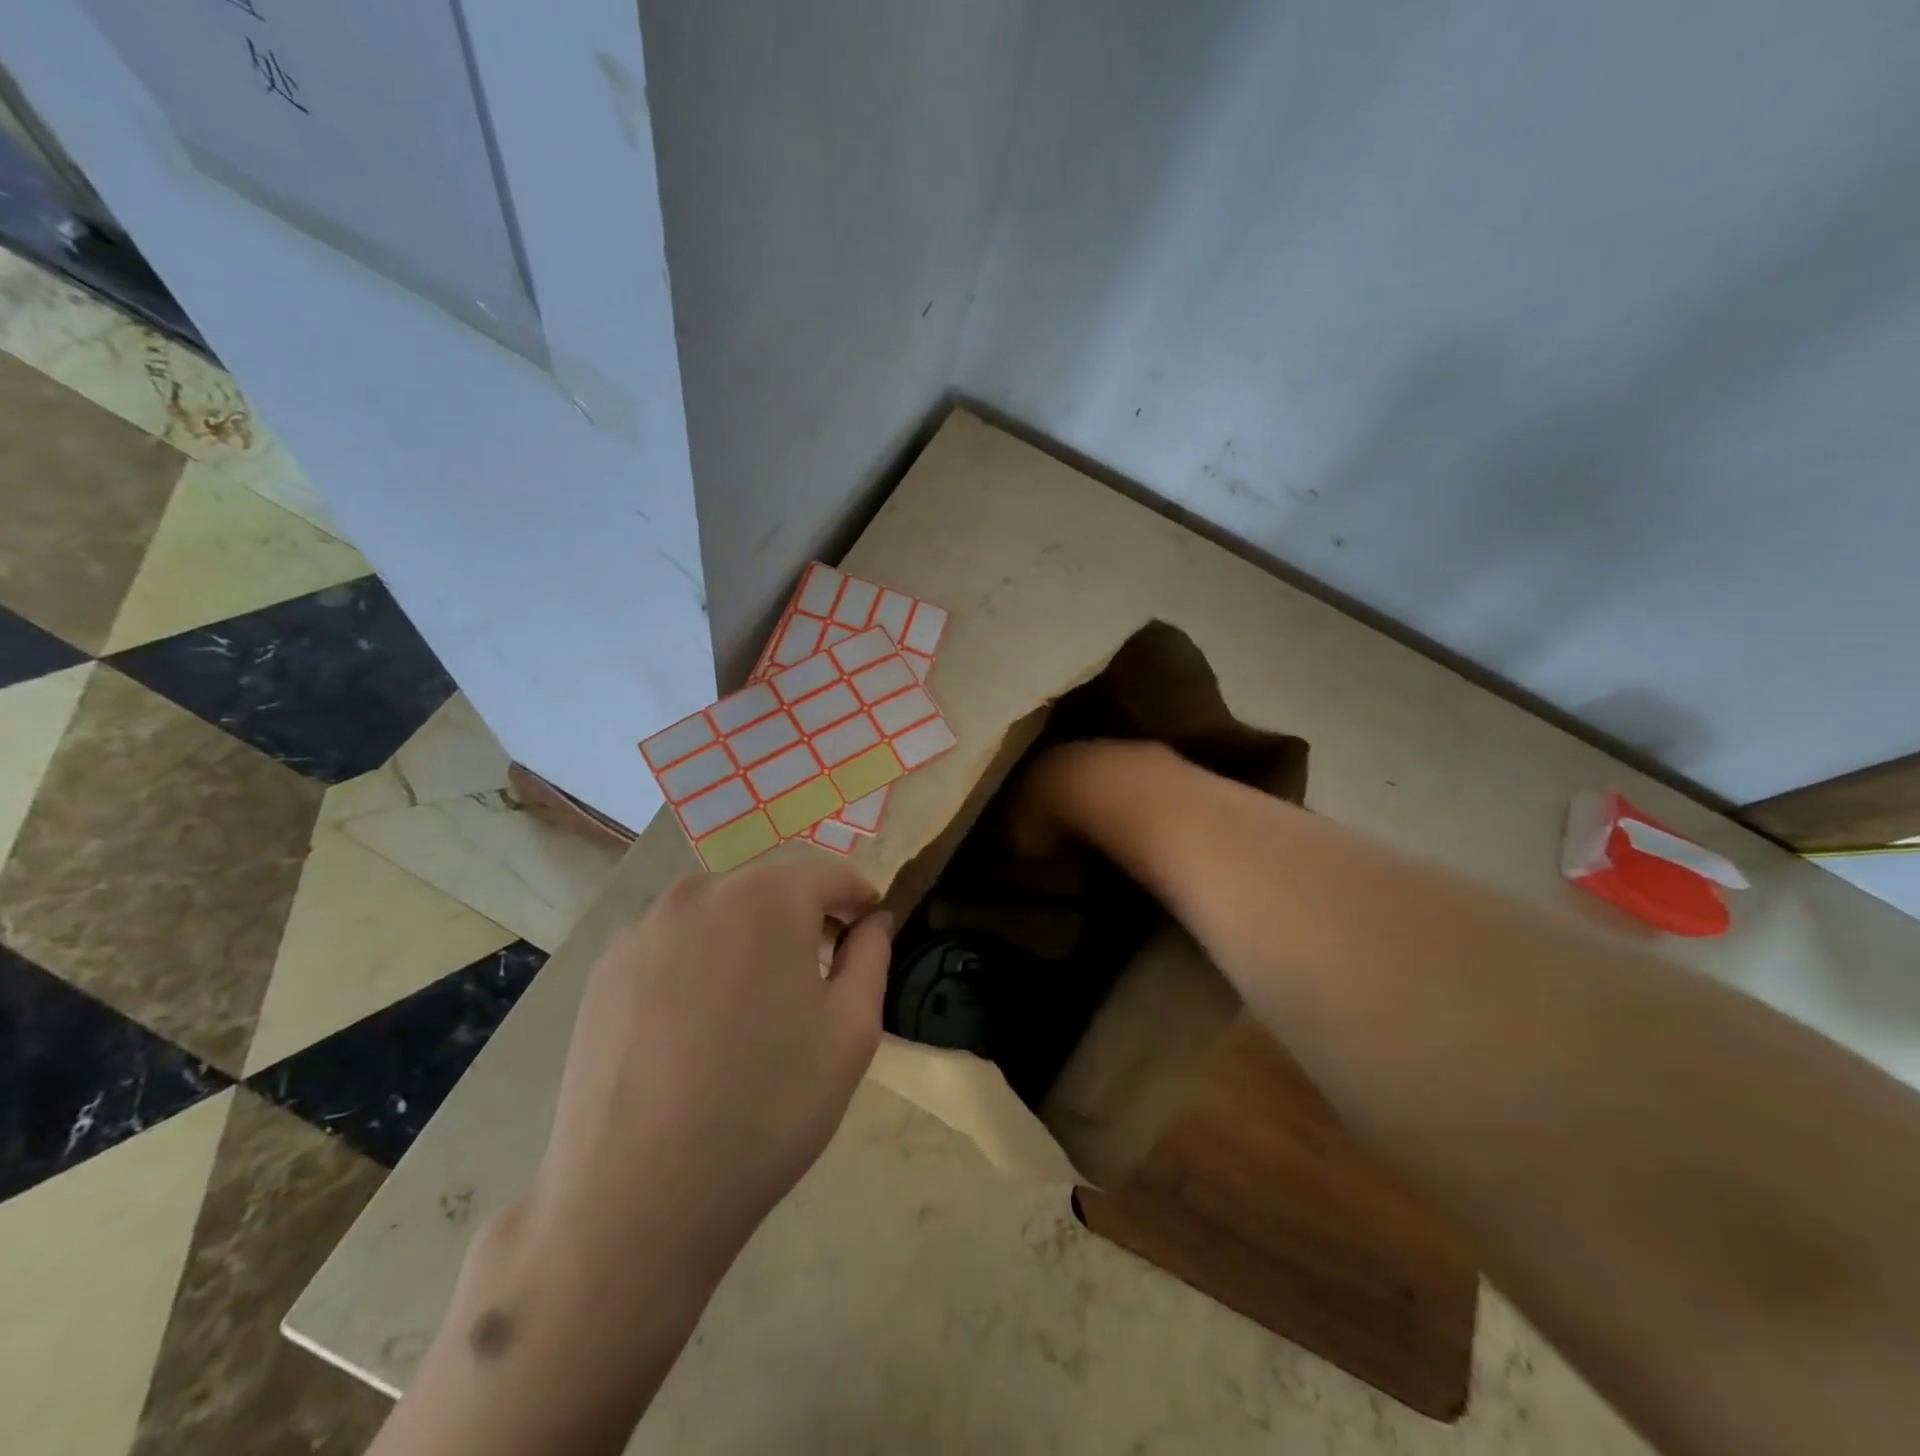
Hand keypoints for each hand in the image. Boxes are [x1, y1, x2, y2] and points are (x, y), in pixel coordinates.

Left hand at [530, 860, 893, 1275]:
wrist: (637, 1198)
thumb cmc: (768, 1107)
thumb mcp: (851, 1031)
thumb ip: (872, 955)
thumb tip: (874, 919)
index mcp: (767, 897)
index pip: (829, 874)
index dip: (857, 899)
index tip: (869, 929)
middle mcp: (700, 892)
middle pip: (771, 887)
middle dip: (804, 915)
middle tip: (819, 971)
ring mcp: (644, 928)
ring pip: (719, 912)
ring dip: (750, 936)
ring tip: (755, 1001)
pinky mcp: (605, 968)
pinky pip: (673, 942)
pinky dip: (700, 960)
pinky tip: (698, 1023)